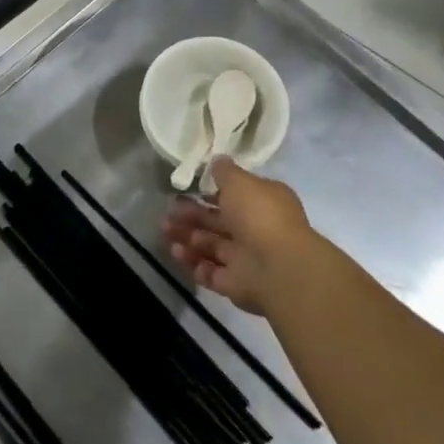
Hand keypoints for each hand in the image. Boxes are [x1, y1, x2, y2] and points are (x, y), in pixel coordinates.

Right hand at [161, 159, 318, 314]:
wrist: (279, 267)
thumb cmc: (259, 215)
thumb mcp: (240, 182)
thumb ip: (225, 171)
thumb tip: (218, 160)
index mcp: (263, 204)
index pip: (235, 196)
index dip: (211, 193)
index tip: (188, 189)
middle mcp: (255, 230)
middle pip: (218, 222)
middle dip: (191, 215)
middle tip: (169, 211)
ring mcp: (246, 259)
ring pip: (211, 246)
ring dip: (187, 237)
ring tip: (165, 230)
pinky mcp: (235, 284)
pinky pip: (209, 271)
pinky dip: (192, 262)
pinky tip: (176, 251)